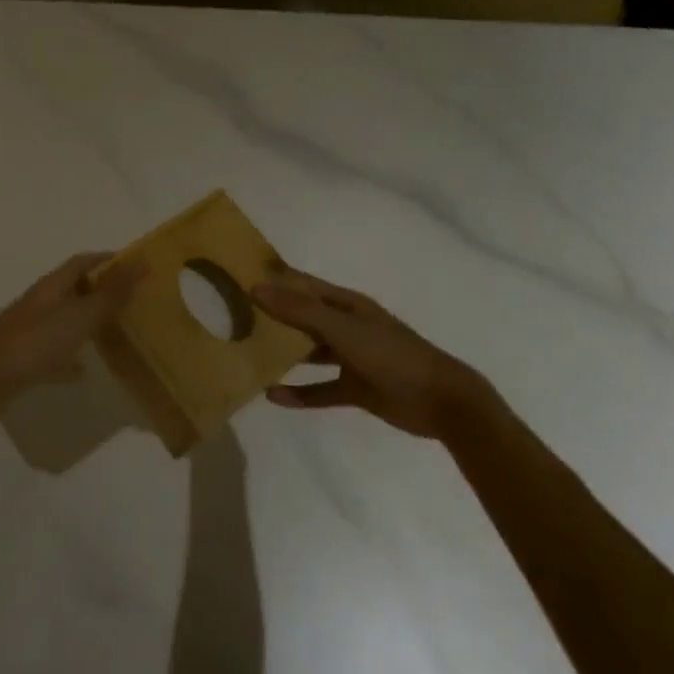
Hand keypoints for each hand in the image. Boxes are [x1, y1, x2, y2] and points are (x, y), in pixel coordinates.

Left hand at [0, 252, 143, 428]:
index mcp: (52, 286)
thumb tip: (143, 261)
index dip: (106, 259)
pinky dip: (68, 358)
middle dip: (99, 290)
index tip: (134, 265)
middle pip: (72, 289)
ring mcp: (29, 331)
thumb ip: (112, 292)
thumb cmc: (36, 342)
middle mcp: (40, 303)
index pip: (82, 261)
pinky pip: (52, 353)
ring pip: (63, 320)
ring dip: (85, 323)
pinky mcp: (23, 359)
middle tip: (130, 300)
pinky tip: (82, 371)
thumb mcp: (80, 316)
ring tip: (113, 331)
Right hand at [252, 267, 491, 439]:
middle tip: (234, 314)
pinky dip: (299, 393)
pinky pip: (320, 389)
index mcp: (346, 304)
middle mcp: (345, 326)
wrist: (440, 401)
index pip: (303, 284)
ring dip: (284, 352)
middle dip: (273, 314)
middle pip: (302, 316)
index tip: (242, 272)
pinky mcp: (355, 388)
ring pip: (309, 351)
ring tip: (248, 352)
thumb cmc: (390, 354)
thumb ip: (300, 311)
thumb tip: (256, 287)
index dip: (276, 277)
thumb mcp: (342, 329)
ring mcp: (351, 358)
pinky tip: (272, 396)